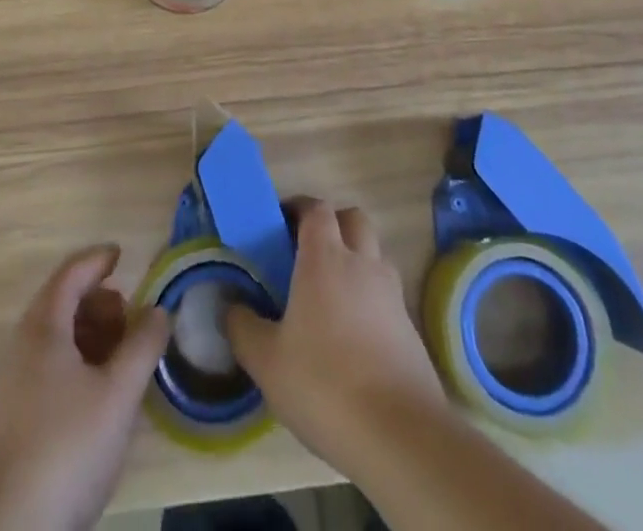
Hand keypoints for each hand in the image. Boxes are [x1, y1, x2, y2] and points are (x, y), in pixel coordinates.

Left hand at [0, 245, 170, 530]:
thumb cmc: (67, 446)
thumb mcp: (118, 393)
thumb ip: (143, 345)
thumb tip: (159, 310)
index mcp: (43, 328)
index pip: (71, 274)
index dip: (97, 260)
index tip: (122, 256)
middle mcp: (22, 347)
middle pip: (62, 304)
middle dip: (99, 302)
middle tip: (130, 316)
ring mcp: (13, 386)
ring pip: (56, 340)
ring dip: (90, 335)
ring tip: (122, 356)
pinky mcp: (12, 422)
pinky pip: (49, 369)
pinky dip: (77, 363)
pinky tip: (99, 394)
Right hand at [225, 200, 445, 475]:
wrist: (400, 434)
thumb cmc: (324, 384)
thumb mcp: (267, 362)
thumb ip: (243, 327)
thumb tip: (230, 305)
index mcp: (325, 258)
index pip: (316, 209)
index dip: (299, 208)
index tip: (280, 224)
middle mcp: (362, 263)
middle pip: (352, 218)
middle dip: (332, 224)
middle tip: (307, 251)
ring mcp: (391, 293)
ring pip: (374, 253)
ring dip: (355, 257)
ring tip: (331, 293)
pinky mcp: (411, 326)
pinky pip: (387, 292)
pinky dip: (371, 297)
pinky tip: (354, 332)